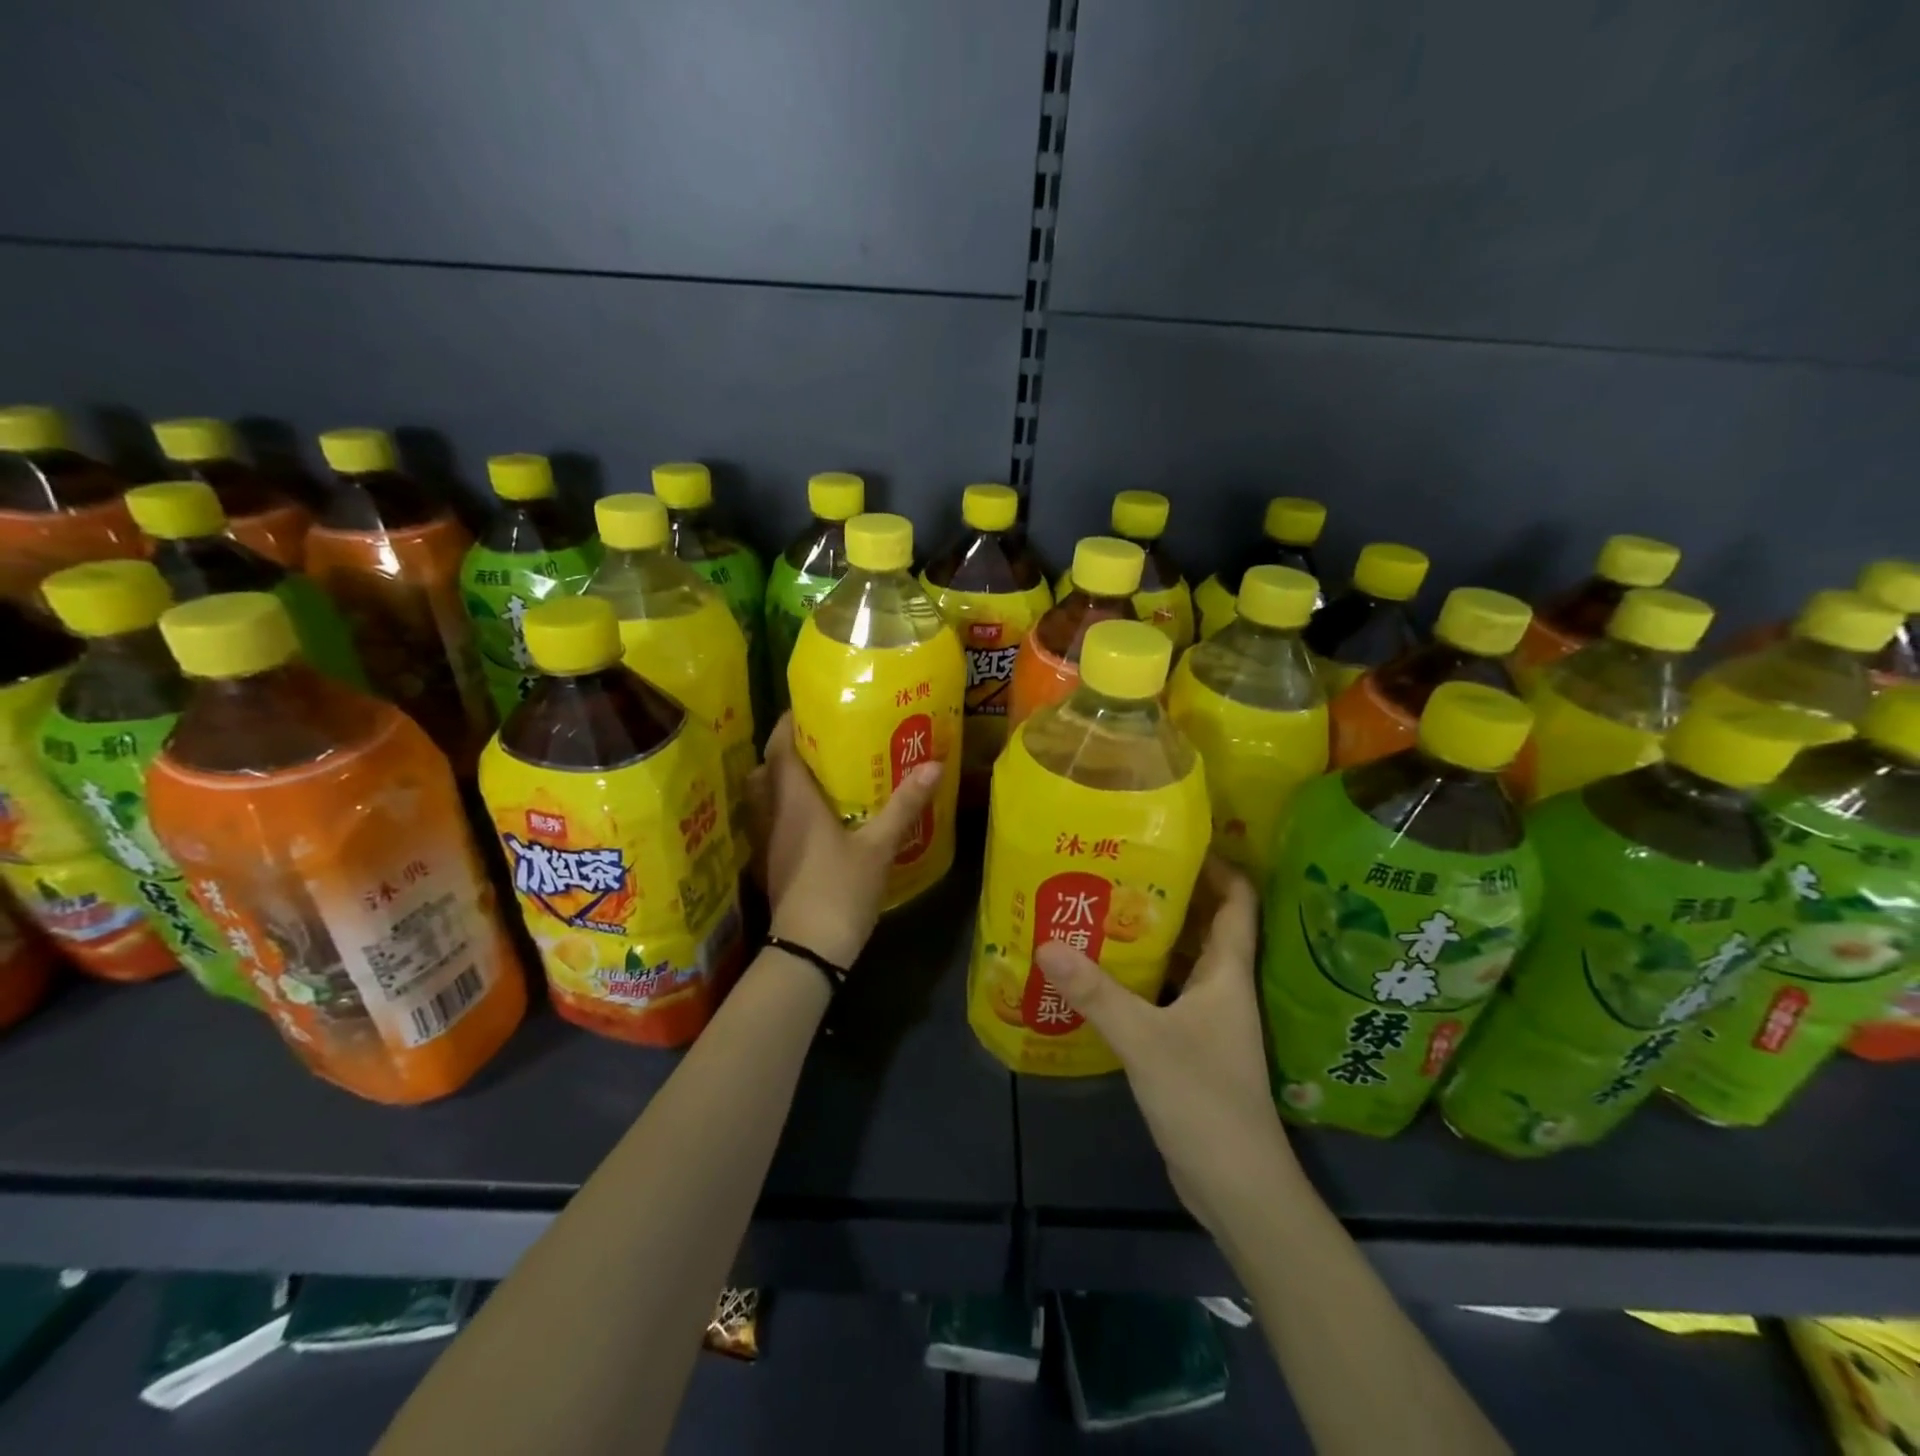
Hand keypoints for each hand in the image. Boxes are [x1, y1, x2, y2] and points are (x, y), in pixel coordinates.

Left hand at [745, 713, 942, 968]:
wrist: (807, 950)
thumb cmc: (840, 889)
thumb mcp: (879, 846)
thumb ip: (904, 805)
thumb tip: (934, 764)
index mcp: (794, 800)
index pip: (780, 747)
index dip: (789, 723)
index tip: (811, 708)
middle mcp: (772, 814)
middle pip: (766, 768)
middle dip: (787, 749)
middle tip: (821, 741)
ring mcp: (767, 841)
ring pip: (765, 797)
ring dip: (783, 780)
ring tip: (819, 774)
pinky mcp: (770, 863)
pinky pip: (771, 821)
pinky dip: (786, 809)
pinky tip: (815, 817)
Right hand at [1034, 858, 1301, 1236]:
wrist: (1237, 1187)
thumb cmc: (1205, 1100)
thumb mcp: (1145, 1040)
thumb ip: (1096, 993)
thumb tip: (1047, 944)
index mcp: (1228, 973)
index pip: (1238, 902)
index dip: (1218, 866)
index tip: (1176, 841)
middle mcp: (1223, 988)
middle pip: (1207, 925)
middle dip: (1171, 895)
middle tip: (1120, 869)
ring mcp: (1208, 1019)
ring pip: (1183, 960)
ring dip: (1153, 935)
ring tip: (1104, 908)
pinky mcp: (1191, 1046)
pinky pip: (1166, 993)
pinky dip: (1142, 976)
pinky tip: (1104, 972)